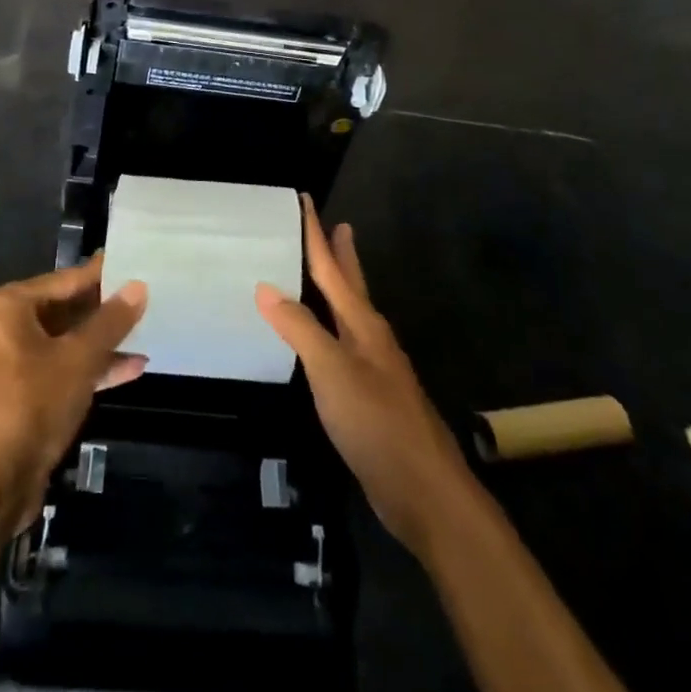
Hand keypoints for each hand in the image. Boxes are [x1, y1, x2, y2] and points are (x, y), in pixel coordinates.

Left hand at [0, 252, 146, 525]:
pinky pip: (60, 370)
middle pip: (65, 309)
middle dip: (105, 310)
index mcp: (9, 306)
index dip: (104, 274)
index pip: (67, 279)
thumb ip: (111, 321)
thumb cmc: (30, 404)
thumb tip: (138, 286)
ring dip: (103, 343)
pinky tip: (130, 370)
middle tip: (148, 298)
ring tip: (146, 333)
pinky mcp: (20, 397)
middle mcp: (4, 328)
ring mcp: (10, 364)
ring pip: (65, 342)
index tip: (137, 264)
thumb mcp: (78, 358)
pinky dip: (90, 369)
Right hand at [257, 199, 472, 555]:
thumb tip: (266, 286)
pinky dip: (331, 328)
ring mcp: (375, 368)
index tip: (305, 200)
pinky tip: (324, 341)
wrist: (424, 491)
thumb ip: (300, 328)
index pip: (333, 267)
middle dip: (341, 255)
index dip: (317, 233)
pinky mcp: (372, 398)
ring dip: (339, 290)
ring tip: (327, 274)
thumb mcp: (331, 371)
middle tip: (337, 225)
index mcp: (362, 323)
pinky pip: (345, 346)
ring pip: (351, 315)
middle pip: (351, 285)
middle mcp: (371, 337)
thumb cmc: (376, 422)